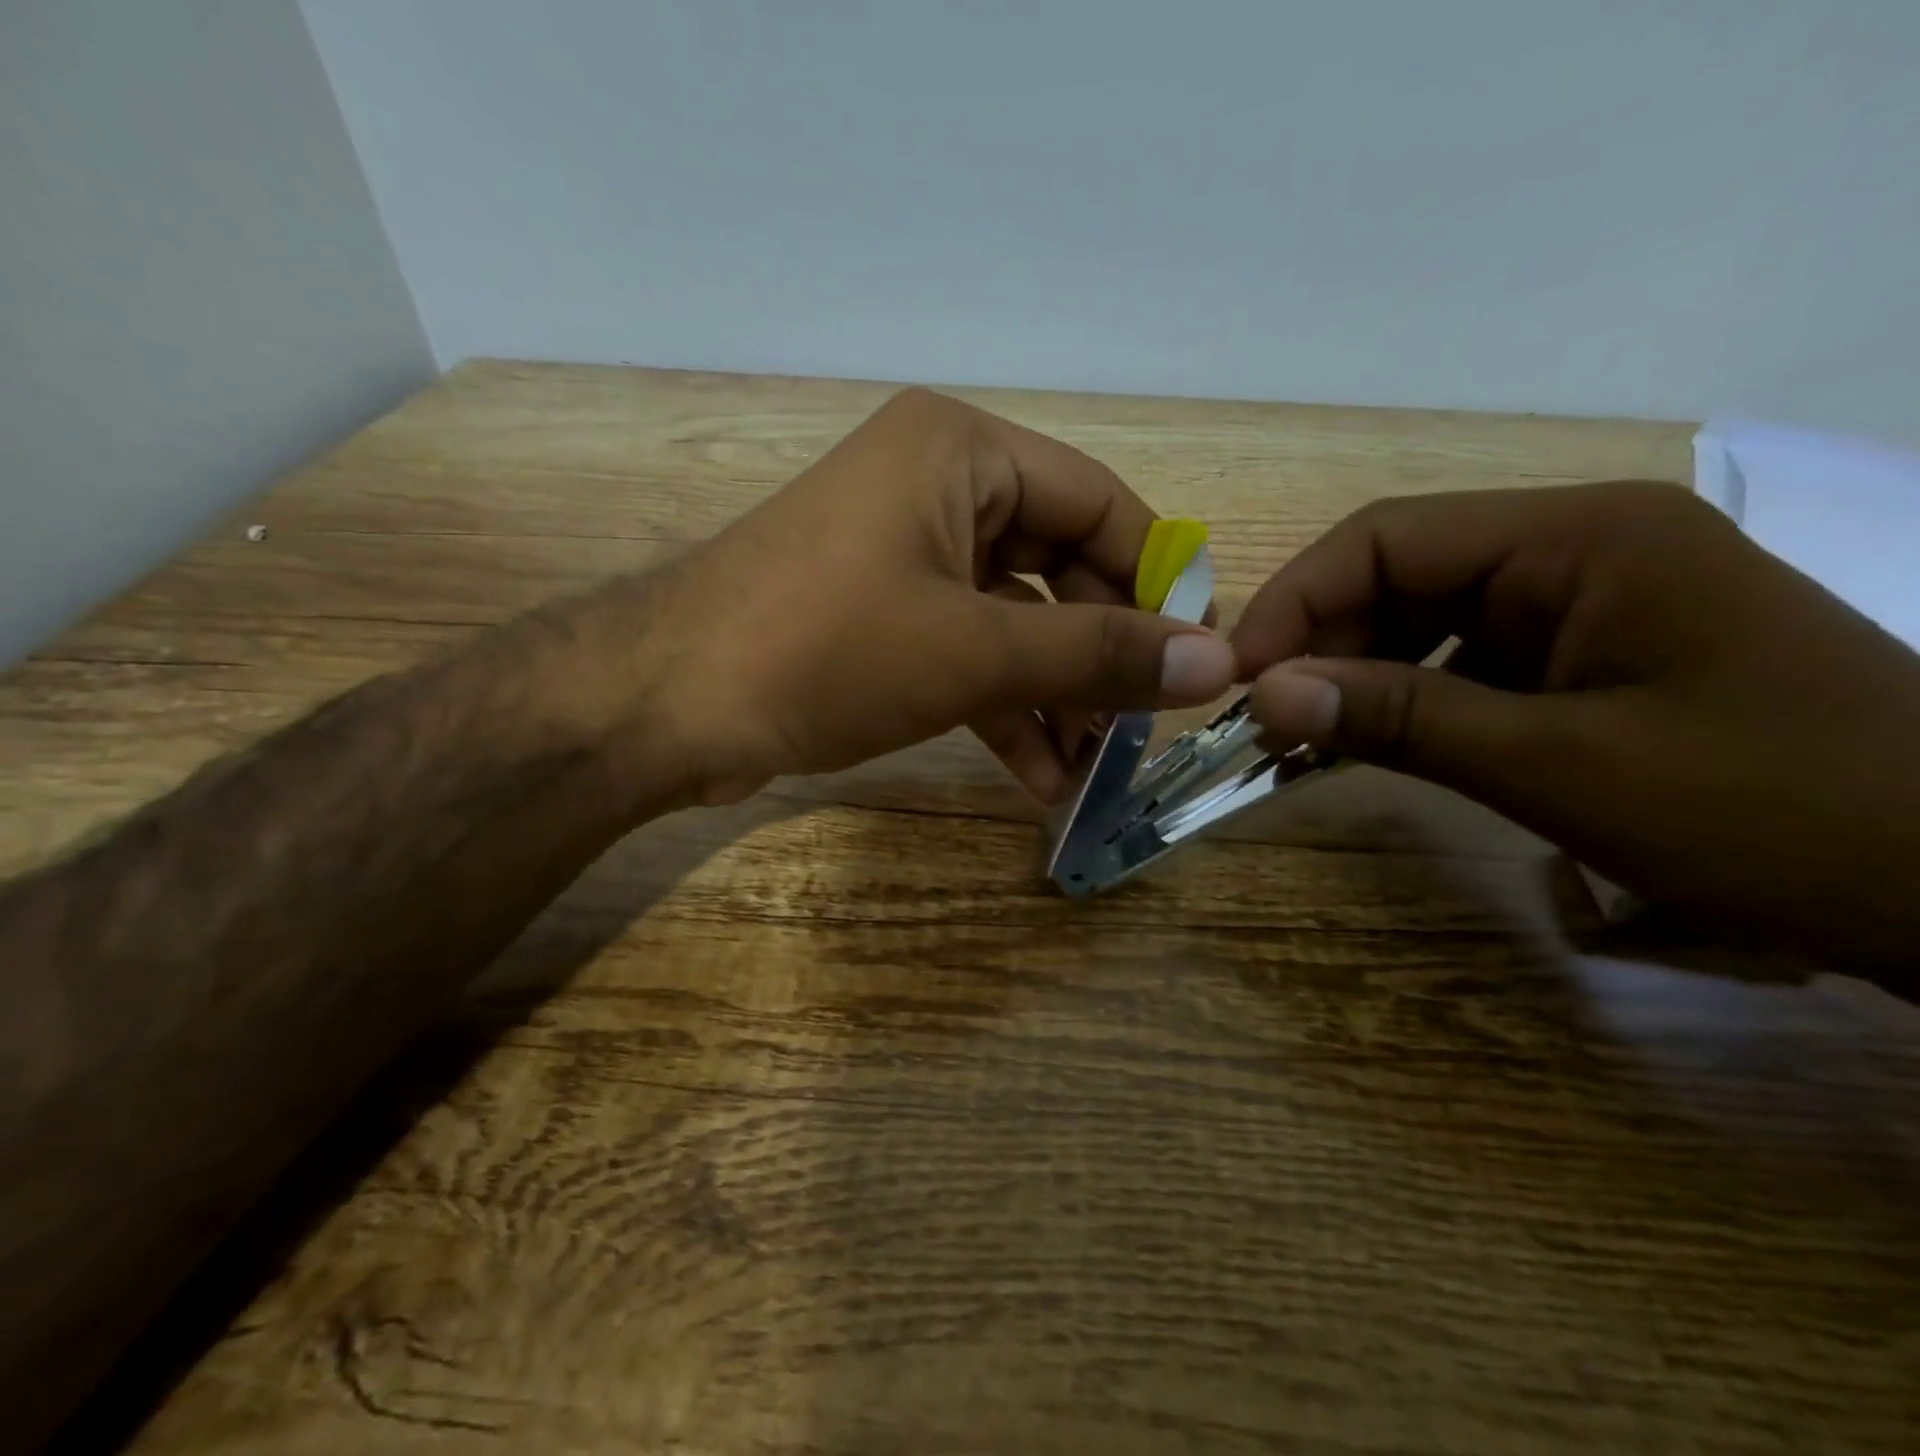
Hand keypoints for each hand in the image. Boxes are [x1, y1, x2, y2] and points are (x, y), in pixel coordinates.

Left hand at [655, 388, 1236, 803]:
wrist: (664, 705)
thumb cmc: (825, 649)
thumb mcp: (973, 651)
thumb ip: (1097, 654)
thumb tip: (1216, 665)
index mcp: (962, 451)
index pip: (1101, 502)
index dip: (1157, 580)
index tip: (1197, 656)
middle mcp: (938, 486)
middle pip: (1061, 564)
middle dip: (1099, 653)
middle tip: (1141, 727)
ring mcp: (904, 552)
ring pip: (1014, 619)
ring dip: (1054, 695)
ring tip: (1094, 768)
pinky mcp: (879, 614)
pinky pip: (966, 651)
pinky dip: (1003, 708)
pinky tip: (1040, 777)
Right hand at [1231, 482, 1919, 972]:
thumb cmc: (1774, 808)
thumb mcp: (1560, 765)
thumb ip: (1398, 718)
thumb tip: (1261, 694)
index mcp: (1579, 536)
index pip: (1386, 537)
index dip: (1294, 601)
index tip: (1235, 678)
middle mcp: (1574, 550)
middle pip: (1398, 576)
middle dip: (1319, 644)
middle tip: (1259, 721)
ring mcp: (1582, 605)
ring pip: (1422, 622)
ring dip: (1354, 676)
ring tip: (1299, 739)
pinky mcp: (1586, 658)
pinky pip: (1462, 664)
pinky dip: (1404, 702)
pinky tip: (1369, 743)